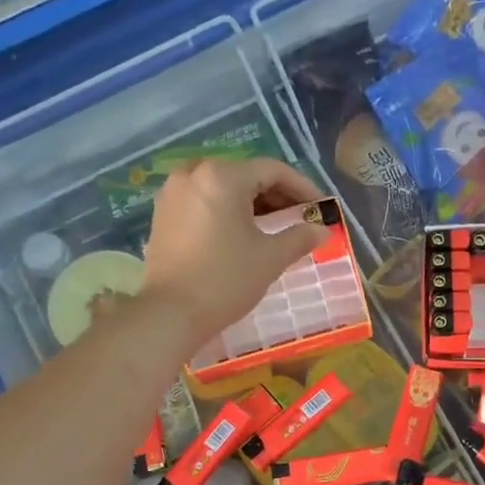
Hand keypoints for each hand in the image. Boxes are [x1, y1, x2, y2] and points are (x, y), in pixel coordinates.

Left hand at [139, 157, 328, 348]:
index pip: (272, 170)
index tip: (320, 206)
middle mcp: (193, 174)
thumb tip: (322, 230)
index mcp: (222, 177)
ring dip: (250, 202)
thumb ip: (299, 237)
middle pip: (245, 175)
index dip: (301, 187)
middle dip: (275, 194)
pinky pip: (202, 201)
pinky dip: (225, 210)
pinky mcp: (162, 214)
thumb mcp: (270, 258)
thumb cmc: (225, 280)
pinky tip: (240, 233)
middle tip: (299, 216)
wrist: (170, 313)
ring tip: (272, 225)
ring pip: (221, 187)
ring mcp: (173, 193)